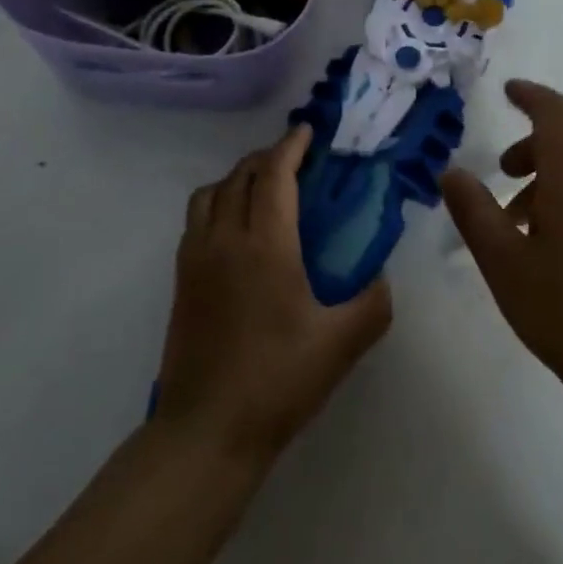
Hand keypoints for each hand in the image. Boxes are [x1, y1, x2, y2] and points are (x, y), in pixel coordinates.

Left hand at [156, 125, 391, 462]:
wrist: (205, 432)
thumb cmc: (276, 382)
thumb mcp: (339, 346)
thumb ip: (372, 305)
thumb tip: (382, 279)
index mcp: (265, 244)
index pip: (274, 174)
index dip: (291, 146)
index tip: (307, 132)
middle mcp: (225, 238)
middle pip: (241, 174)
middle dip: (268, 157)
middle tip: (295, 160)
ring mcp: (196, 256)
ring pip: (212, 191)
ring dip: (238, 177)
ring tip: (263, 189)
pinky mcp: (180, 278)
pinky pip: (197, 217)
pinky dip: (217, 202)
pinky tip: (236, 228)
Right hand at [442, 81, 562, 413]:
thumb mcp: (502, 260)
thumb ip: (473, 210)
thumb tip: (451, 172)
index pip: (555, 113)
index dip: (530, 96)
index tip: (508, 91)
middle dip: (529, 151)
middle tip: (499, 178)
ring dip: (546, 183)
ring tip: (518, 228)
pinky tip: (552, 252)